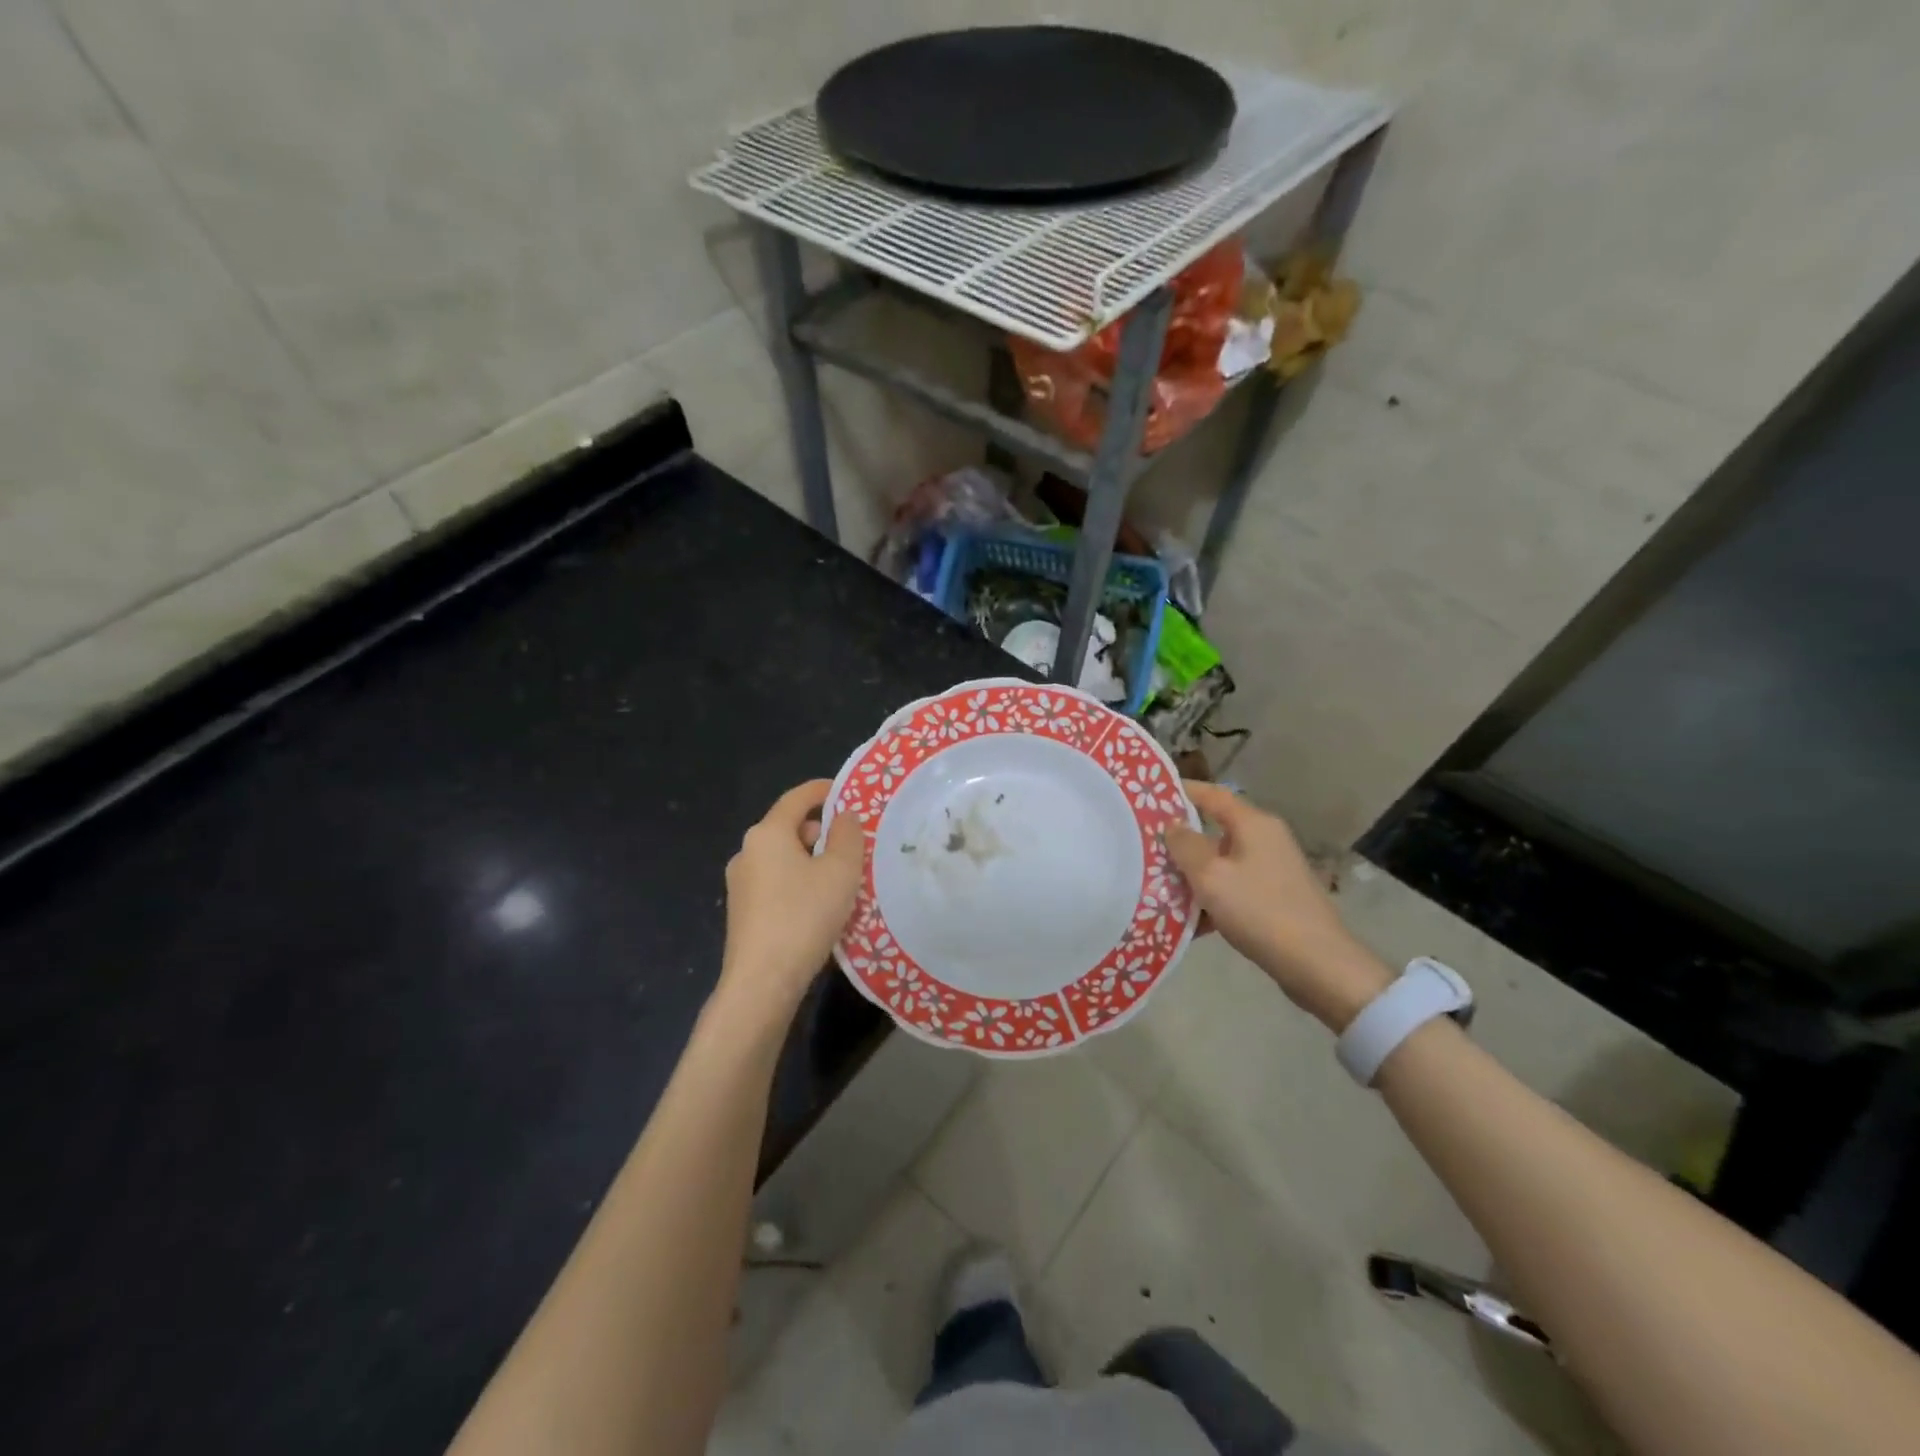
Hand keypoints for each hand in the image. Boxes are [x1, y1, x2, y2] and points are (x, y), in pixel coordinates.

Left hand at [717, 780, 863, 1020]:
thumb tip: (843, 817)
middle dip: (821, 830)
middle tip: (853, 845)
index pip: (797, 797)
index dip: (824, 790)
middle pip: (789, 827)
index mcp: (767, 833)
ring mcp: (740, 883)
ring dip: (811, 859)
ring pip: (782, 857)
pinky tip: (818, 906)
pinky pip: (775, 882)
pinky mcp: (742, 911)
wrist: (762, 981)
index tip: (847, 793)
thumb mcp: (840, 871)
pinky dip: (798, 882)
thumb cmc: (804, 916)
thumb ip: (847, 836)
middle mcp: (747, 851)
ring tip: (841, 879)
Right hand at [1164, 782, 1390, 1030]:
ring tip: (1158, 888)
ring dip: (1192, 875)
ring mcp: (1272, 870)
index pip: (1212, 794)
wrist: (1318, 965)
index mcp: (1253, 824)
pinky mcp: (1274, 898)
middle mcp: (1265, 839)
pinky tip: (1188, 922)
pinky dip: (1210, 899)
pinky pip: (1232, 889)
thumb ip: (1185, 845)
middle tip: (1144, 848)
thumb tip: (1172, 824)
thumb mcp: (1211, 875)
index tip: (1149, 797)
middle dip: (1180, 841)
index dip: (1181, 791)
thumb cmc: (1260, 910)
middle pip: (1214, 830)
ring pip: (1221, 863)